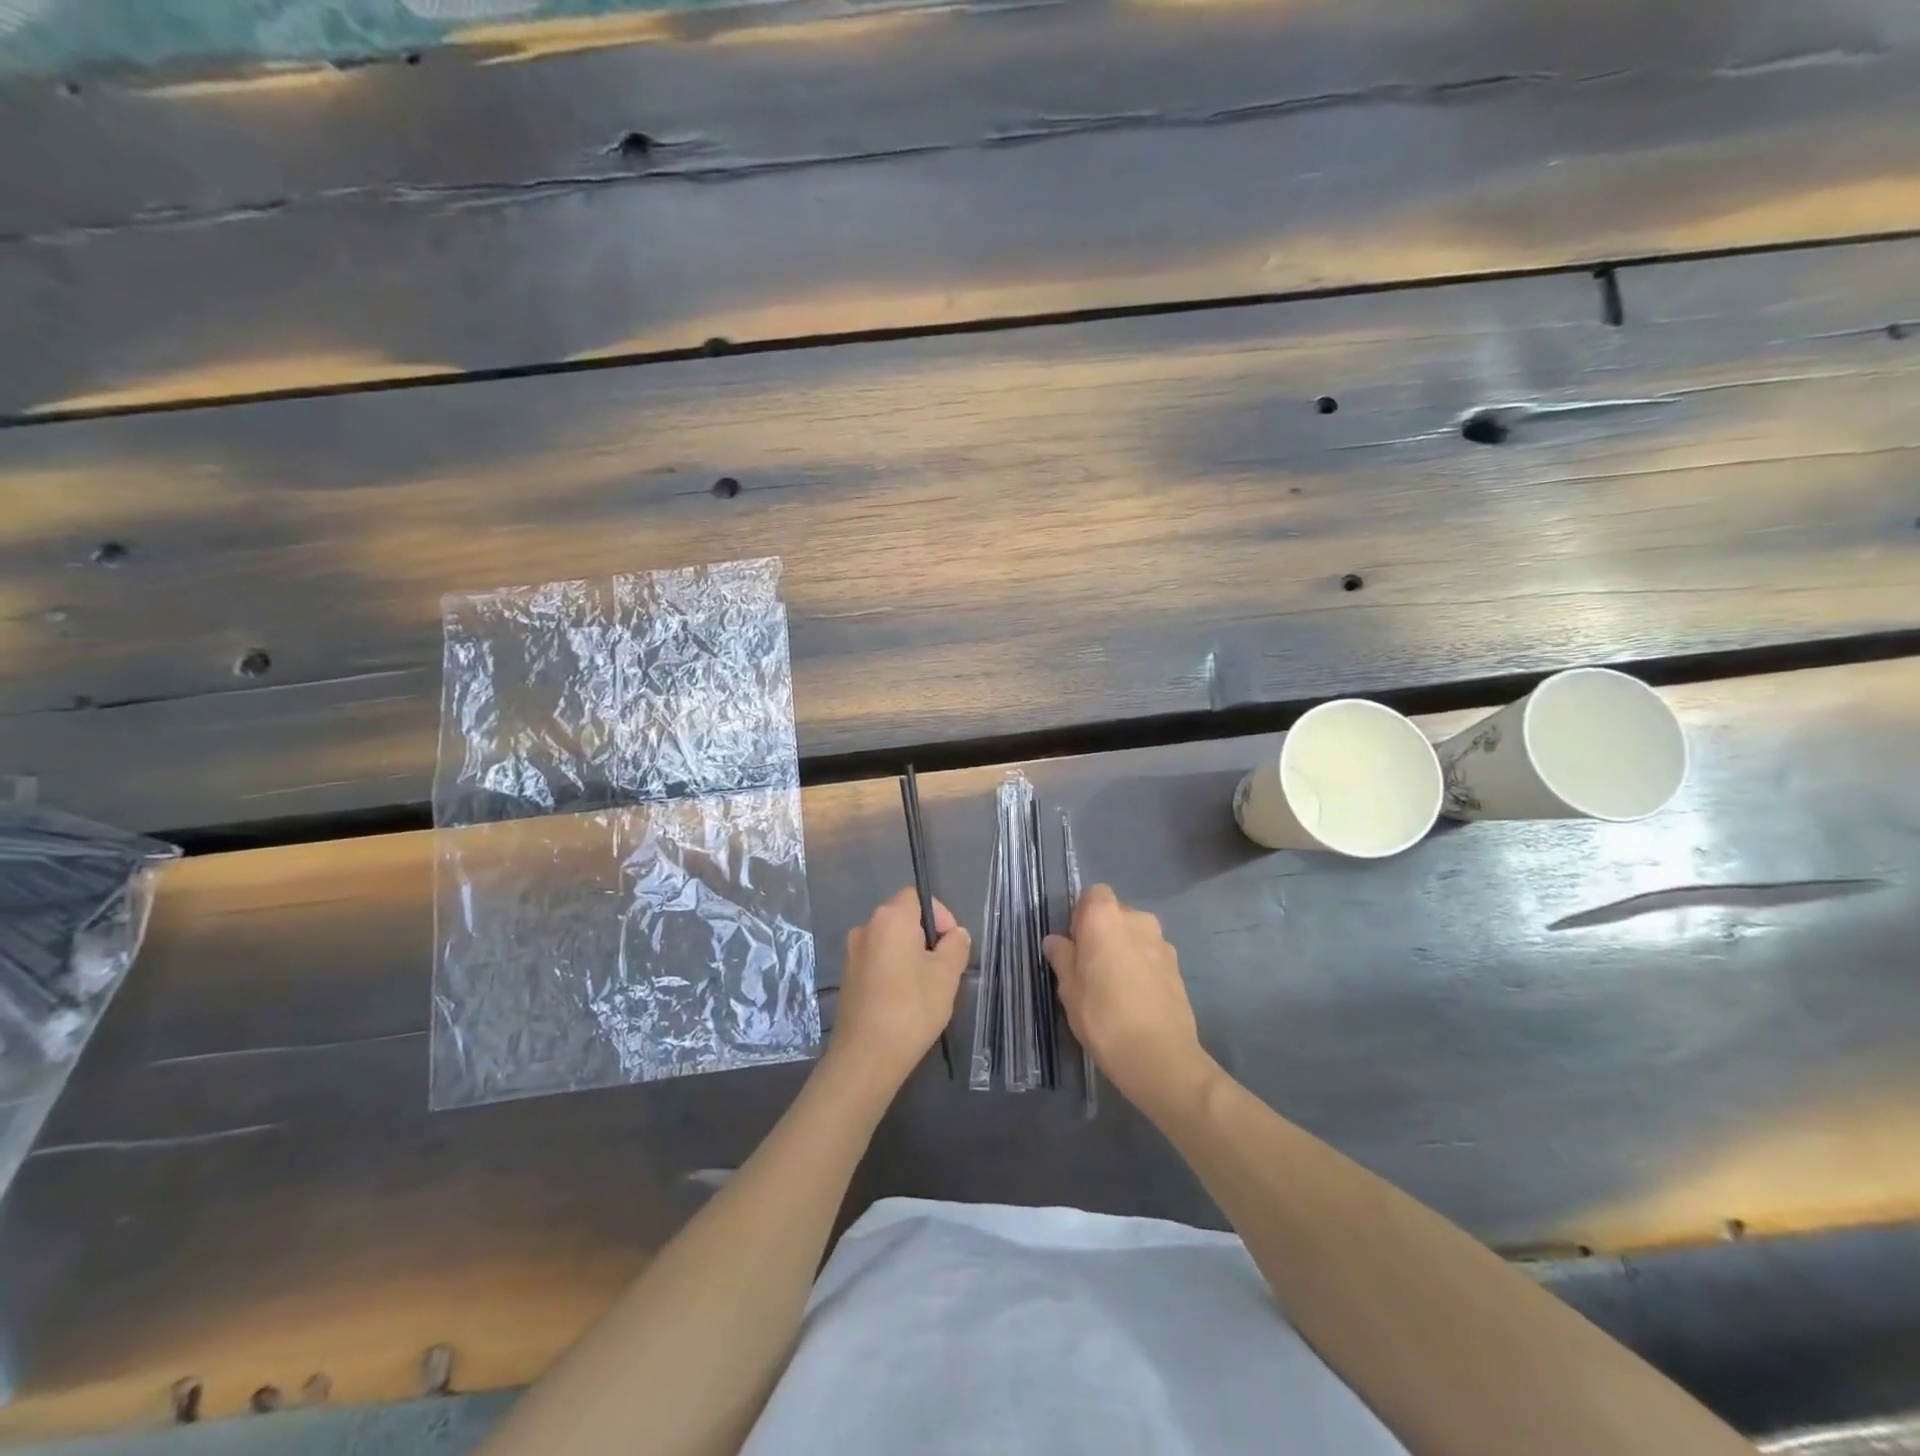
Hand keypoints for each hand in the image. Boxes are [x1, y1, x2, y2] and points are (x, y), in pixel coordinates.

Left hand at [827, 888, 970, 1092]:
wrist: (866, 1056)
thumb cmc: (912, 1007)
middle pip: (903, 918)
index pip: (917, 897)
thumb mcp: (947, 975)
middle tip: (944, 968)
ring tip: (927, 988)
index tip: (951, 945)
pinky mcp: (848, 978)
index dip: (939, 915)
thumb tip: (956, 934)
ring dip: (910, 955)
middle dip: (927, 937)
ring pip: (891, 942)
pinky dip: (894, 971)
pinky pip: (878, 961)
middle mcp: (866, 927)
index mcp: (890, 918)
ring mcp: (852, 954)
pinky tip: (905, 1000)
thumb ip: (956, 946)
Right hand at [1044, 885, 1214, 1117]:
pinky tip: (1135, 1000)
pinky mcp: (1178, 969)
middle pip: (1116, 914)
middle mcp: (1138, 920)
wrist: (1159, 1056)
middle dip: (1103, 934)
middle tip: (1090, 968)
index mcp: (1106, 917)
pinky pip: (1151, 957)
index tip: (1074, 944)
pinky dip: (1142, 969)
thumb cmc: (1103, 1015)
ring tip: (1114, 988)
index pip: (1093, 894)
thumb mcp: (1069, 988)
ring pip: (1136, 937)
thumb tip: (1055, 941)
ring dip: (1125, 951)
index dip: (1082, 915)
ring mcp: (1163, 943)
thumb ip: (1062, 957)